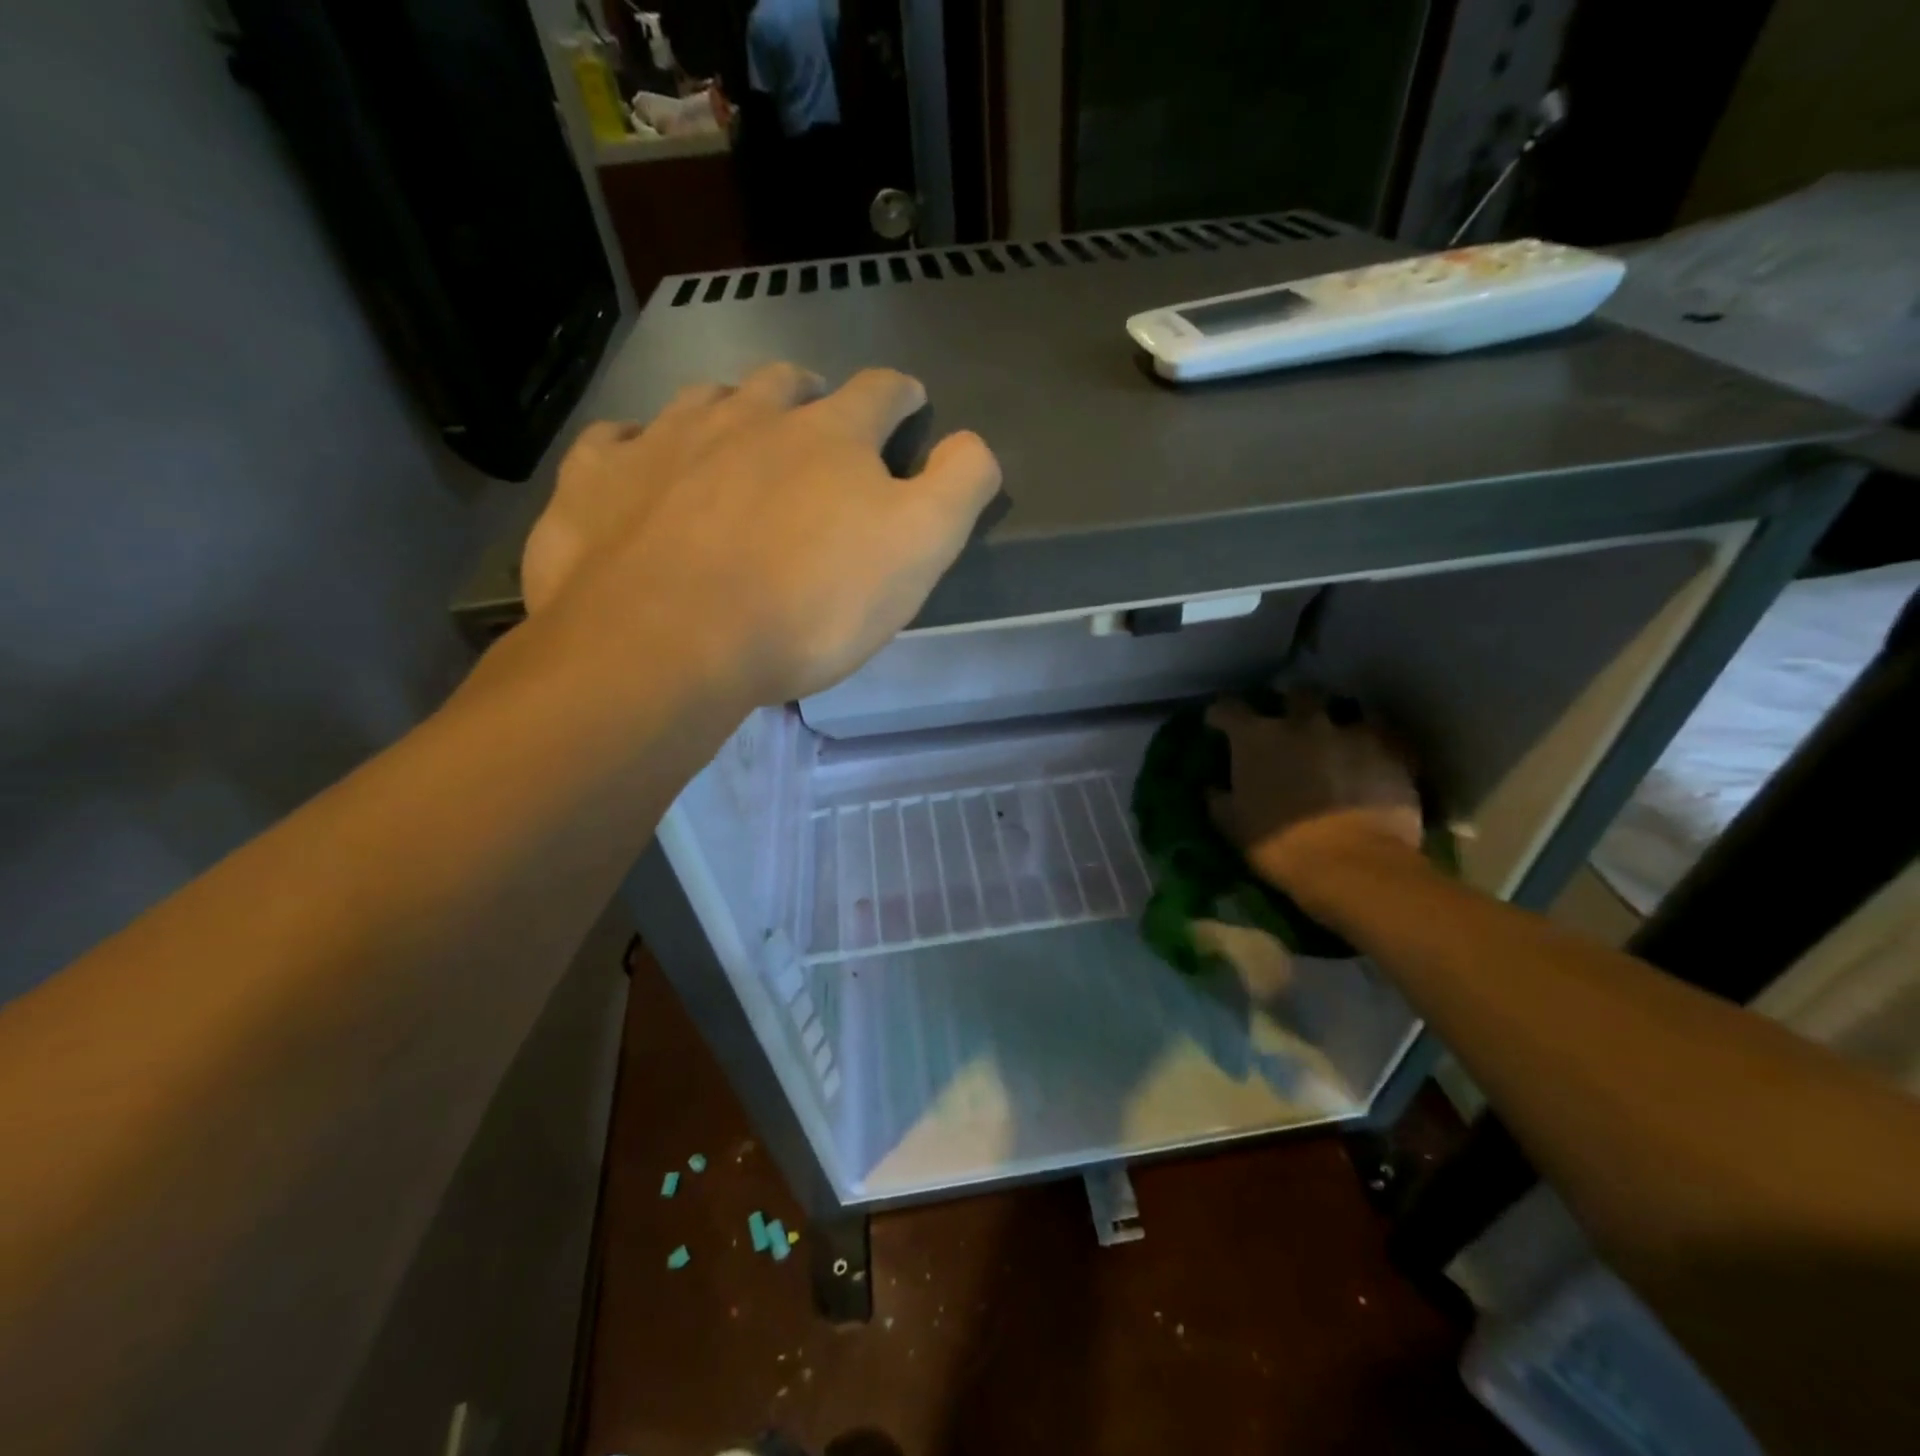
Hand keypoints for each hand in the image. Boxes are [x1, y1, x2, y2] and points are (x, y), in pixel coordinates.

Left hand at [521, 363, 1000, 708]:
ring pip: (703, 400)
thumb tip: (973, 444)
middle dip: (810, 395)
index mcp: (829, 435)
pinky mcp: (598, 481)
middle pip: (786, 385)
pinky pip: (616, 443)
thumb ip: (958, 487)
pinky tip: (640, 465)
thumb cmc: (809, 604)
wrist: (668, 643)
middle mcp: (746, 417)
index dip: (901, 395)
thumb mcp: (918, 550)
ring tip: (734, 432)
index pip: (880, 392)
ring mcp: (663, 441)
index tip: (909, 402)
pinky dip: (635, 447)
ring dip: (728, 409)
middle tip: (815, 416)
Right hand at [1206, 694, 1422, 887]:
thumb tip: (1214, 789)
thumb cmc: (1280, 845)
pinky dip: (1377, 745)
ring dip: (1339, 722)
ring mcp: (1352, 734)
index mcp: (1256, 738)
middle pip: (1296, 694)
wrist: (1353, 866)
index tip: (1218, 724)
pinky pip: (1385, 738)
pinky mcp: (1393, 753)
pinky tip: (1373, 760)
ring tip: (1338, 739)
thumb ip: (1220, 799)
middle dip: (1290, 704)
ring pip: (1349, 710)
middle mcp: (1303, 723)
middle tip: (1289, 723)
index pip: (1228, 709)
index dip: (1221, 715)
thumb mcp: (1233, 826)